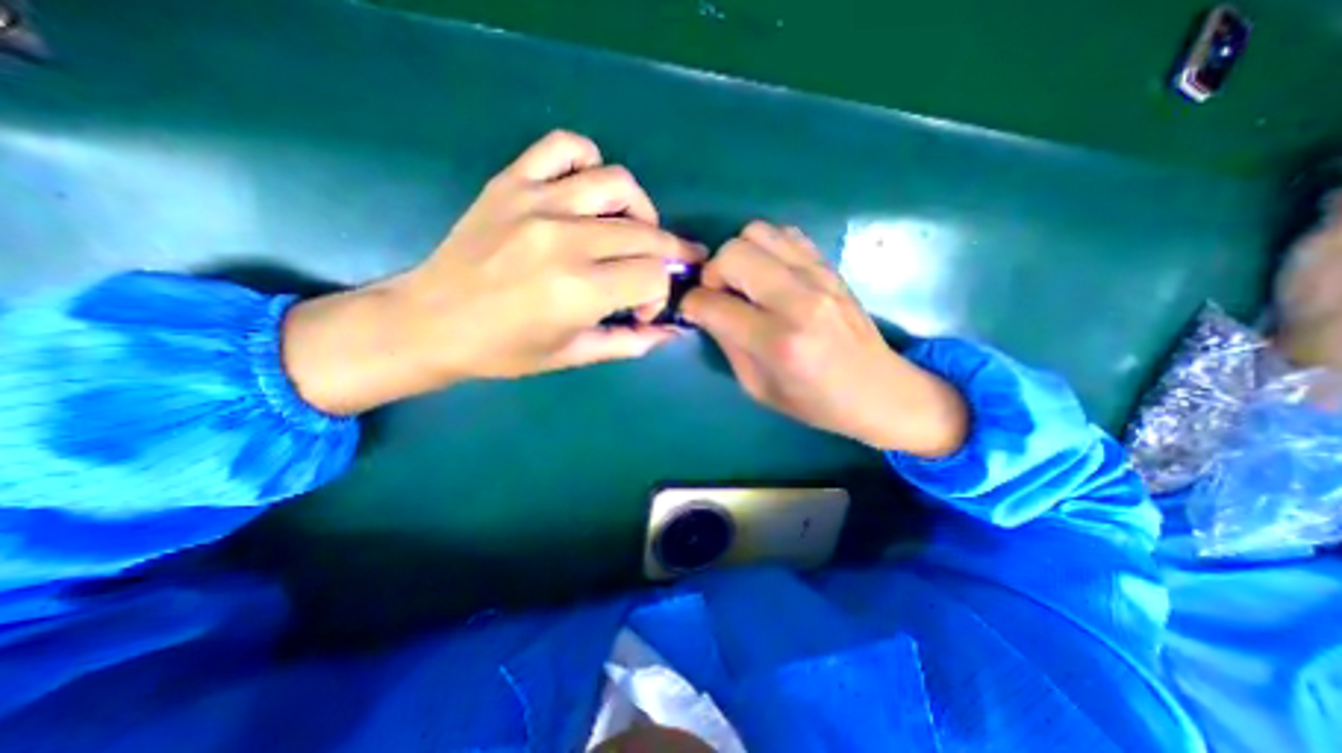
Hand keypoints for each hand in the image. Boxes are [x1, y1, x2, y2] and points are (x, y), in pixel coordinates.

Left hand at [279, 134, 704, 417]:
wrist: (430, 322)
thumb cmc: (504, 350)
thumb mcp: (573, 355)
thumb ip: (630, 342)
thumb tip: (672, 331)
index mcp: (579, 291)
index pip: (654, 275)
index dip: (660, 294)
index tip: (642, 310)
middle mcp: (565, 240)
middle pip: (646, 233)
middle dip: (666, 255)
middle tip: (658, 272)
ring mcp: (537, 203)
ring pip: (619, 184)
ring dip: (641, 212)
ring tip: (632, 232)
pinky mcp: (512, 182)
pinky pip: (565, 146)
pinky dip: (590, 162)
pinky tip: (589, 191)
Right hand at [684, 220, 964, 458]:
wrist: (880, 390)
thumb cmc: (815, 402)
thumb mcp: (758, 387)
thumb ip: (727, 343)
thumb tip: (705, 311)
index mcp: (777, 341)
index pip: (712, 303)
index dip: (691, 305)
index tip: (692, 312)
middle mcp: (798, 300)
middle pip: (733, 253)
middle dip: (713, 273)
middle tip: (720, 296)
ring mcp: (818, 276)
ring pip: (757, 232)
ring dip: (739, 255)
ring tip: (744, 283)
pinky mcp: (830, 266)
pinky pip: (786, 234)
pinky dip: (767, 248)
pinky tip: (770, 275)